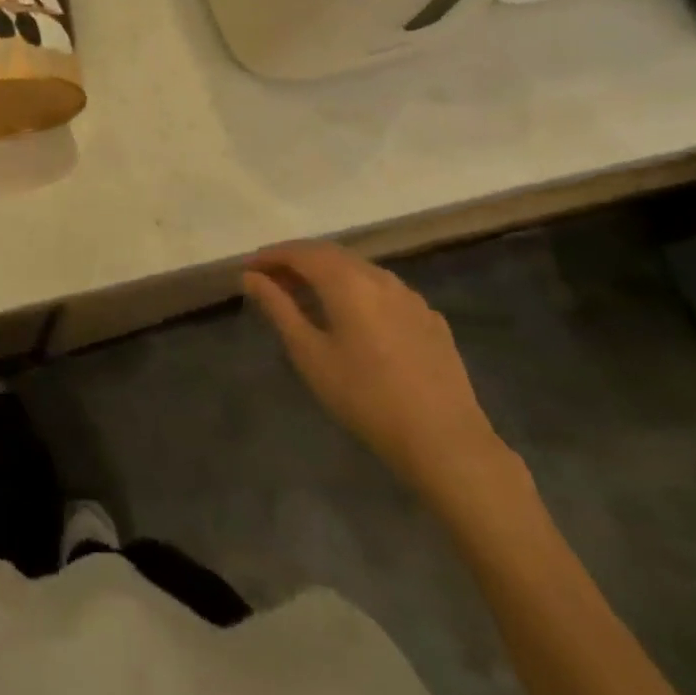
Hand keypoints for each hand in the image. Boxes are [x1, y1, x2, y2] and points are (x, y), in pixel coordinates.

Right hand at [243, 243, 510, 504]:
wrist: (446, 442)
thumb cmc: (366, 398)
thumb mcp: (310, 354)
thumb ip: (278, 308)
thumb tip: (252, 277)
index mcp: (347, 280)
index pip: (300, 252)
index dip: (270, 256)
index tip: (248, 269)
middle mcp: (379, 276)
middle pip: (330, 254)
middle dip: (297, 261)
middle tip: (271, 280)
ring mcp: (409, 296)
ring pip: (359, 269)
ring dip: (328, 274)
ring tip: (307, 296)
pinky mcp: (429, 318)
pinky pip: (384, 290)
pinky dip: (357, 291)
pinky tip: (354, 317)